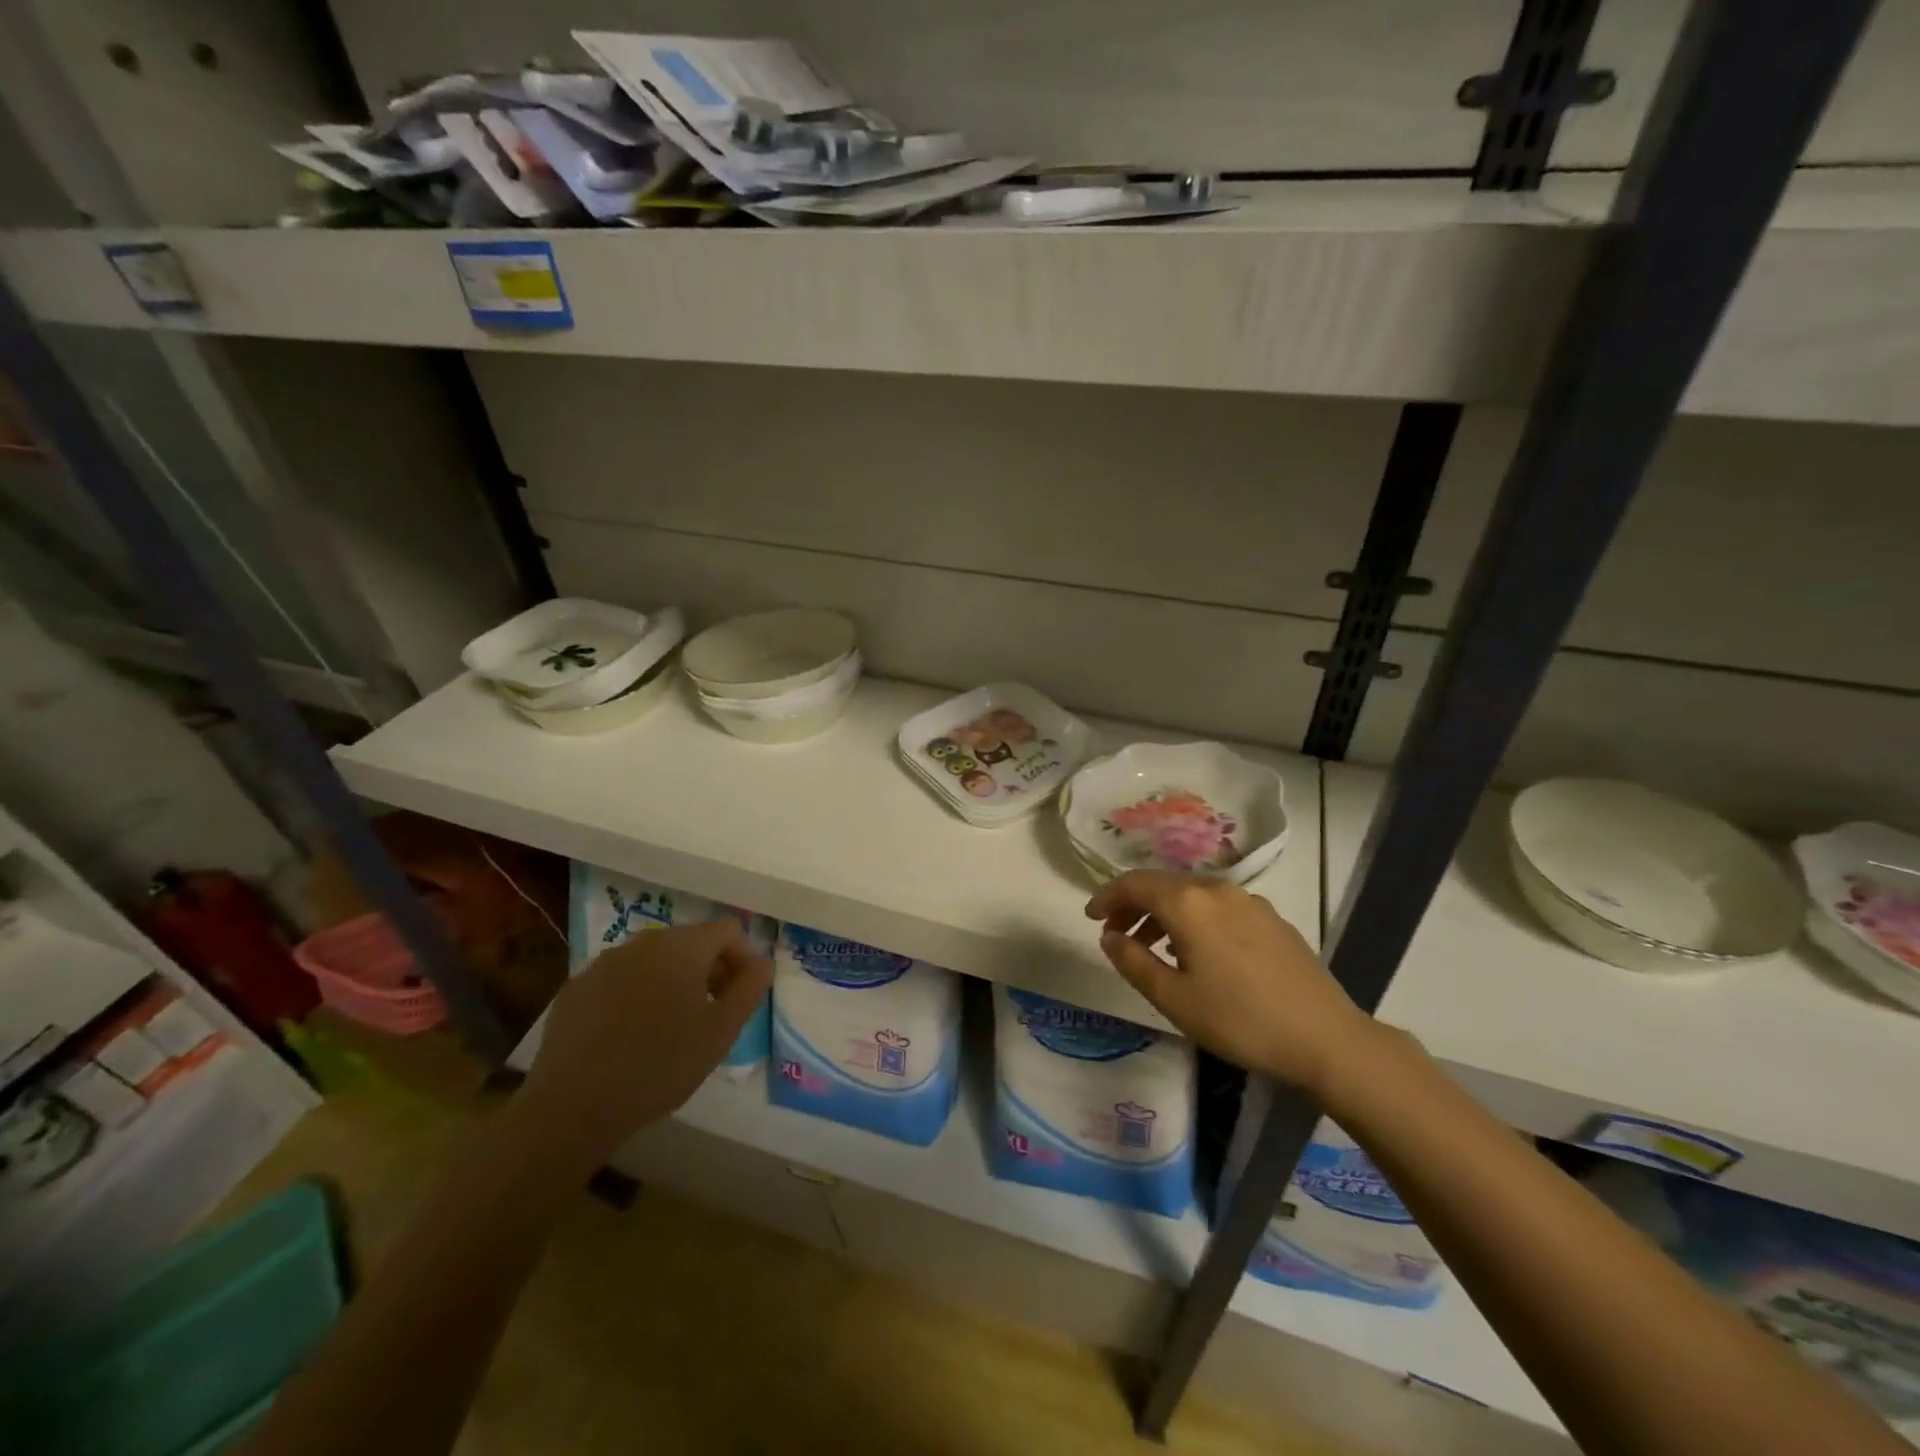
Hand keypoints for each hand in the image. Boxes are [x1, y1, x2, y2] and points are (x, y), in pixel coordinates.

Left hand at [519, 921, 771, 1171]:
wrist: (572, 1107)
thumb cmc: (660, 1065)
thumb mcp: (721, 1032)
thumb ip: (749, 989)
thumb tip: (762, 963)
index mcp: (682, 947)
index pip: (728, 930)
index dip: (744, 957)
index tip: (743, 995)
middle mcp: (642, 942)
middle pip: (690, 941)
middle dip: (709, 969)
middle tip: (714, 1012)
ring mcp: (604, 963)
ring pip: (653, 960)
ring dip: (672, 981)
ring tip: (673, 1025)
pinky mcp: (575, 988)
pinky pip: (619, 979)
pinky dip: (636, 994)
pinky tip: (631, 1034)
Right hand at [1086, 871, 1377, 1095]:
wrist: (1325, 1037)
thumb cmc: (1239, 1019)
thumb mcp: (1173, 998)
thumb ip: (1133, 961)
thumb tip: (1109, 936)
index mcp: (1188, 902)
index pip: (1134, 884)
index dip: (1107, 897)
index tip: (1091, 917)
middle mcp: (1216, 889)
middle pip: (1162, 884)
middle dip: (1133, 904)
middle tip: (1114, 933)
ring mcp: (1248, 900)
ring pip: (1191, 894)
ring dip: (1162, 913)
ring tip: (1150, 947)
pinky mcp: (1270, 917)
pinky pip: (1216, 905)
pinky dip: (1192, 918)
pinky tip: (1195, 951)